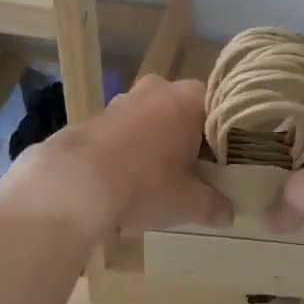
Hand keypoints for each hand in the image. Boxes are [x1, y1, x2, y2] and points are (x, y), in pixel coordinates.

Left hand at [1, 75, 230, 235]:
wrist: (74, 183)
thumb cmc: (145, 183)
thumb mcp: (188, 202)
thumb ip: (213, 205)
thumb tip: (229, 215)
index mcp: (189, 98)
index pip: (218, 108)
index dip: (222, 136)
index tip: (222, 161)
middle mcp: (158, 88)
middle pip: (183, 111)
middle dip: (187, 137)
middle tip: (193, 170)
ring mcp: (122, 99)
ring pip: (151, 119)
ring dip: (156, 142)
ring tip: (158, 178)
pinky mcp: (94, 116)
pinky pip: (123, 130)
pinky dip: (128, 148)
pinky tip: (126, 178)